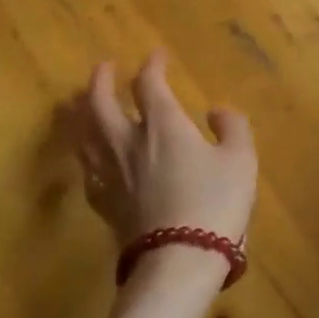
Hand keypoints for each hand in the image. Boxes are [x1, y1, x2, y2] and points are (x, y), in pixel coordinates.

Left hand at [70, 51, 257, 267]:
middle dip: (101, 82)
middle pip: (101, 104)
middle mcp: (129, 141)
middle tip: (103, 68)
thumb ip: (231, 127)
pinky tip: (87, 155)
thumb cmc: (215, 203)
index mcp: (163, 125)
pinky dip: (84, 153)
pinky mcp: (104, 204)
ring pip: (85, 135)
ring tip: (78, 103)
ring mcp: (112, 174)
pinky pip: (87, 169)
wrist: (178, 261)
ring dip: (81, 113)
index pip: (149, 84)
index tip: (156, 55)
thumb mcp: (240, 159)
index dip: (151, 66)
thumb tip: (216, 111)